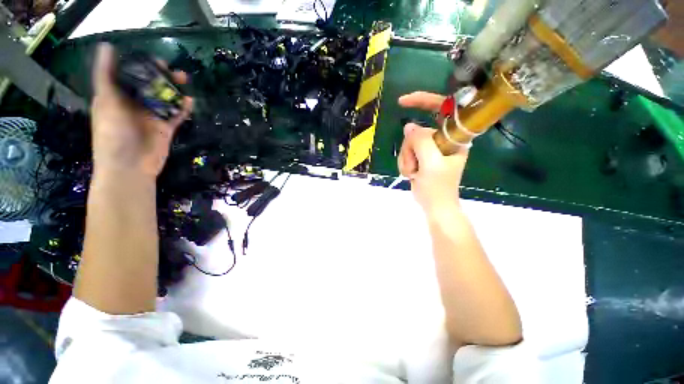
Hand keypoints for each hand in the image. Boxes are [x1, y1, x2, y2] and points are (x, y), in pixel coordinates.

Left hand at [90, 43, 192, 177]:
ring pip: (164, 98)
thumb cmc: (113, 134)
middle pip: (149, 85)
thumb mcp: (106, 101)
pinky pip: (176, 114)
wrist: (130, 166)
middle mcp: (134, 104)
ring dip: (174, 89)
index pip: (128, 75)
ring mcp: (151, 116)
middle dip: (161, 76)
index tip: (152, 58)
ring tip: (184, 79)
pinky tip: (190, 100)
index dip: (140, 64)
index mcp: (117, 96)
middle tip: (172, 69)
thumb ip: (106, 75)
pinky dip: (183, 107)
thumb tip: (106, 46)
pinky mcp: (166, 127)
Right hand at [397, 92, 468, 213]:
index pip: (441, 109)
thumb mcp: (431, 164)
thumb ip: (421, 142)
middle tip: (415, 165)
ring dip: (406, 159)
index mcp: (454, 137)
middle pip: (417, 131)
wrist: (434, 205)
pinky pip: (406, 152)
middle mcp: (443, 139)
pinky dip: (405, 164)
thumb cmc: (438, 188)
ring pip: (409, 143)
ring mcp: (431, 148)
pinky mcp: (422, 156)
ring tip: (414, 173)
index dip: (423, 101)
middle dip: (410, 149)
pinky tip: (412, 174)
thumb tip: (409, 126)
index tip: (403, 101)